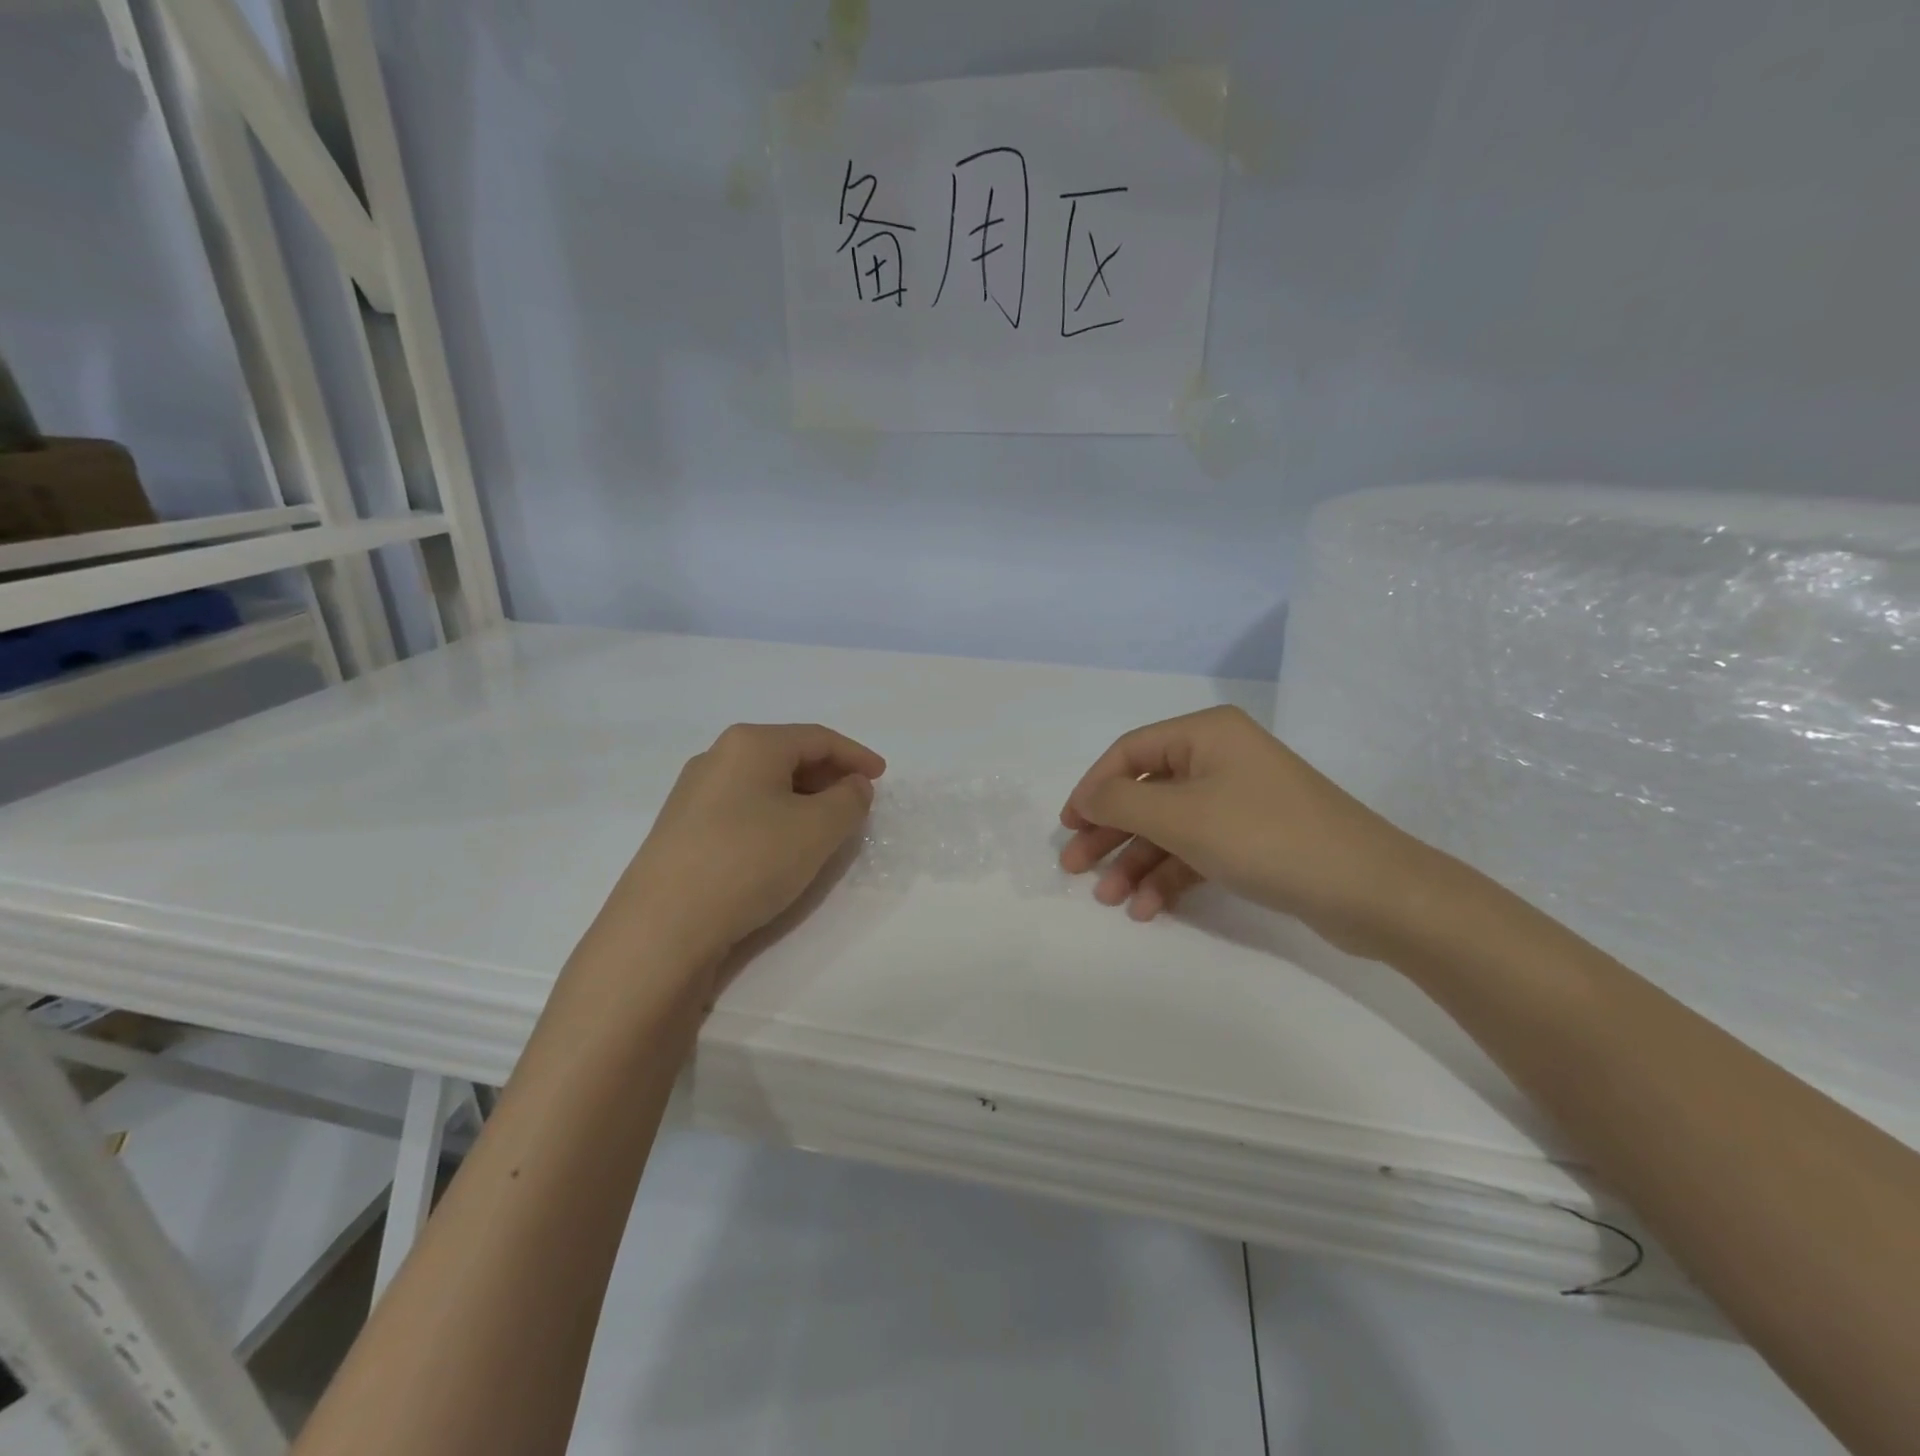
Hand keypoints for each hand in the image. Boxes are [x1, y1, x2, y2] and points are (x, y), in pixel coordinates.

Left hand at [604, 723, 884, 973]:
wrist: (663, 926)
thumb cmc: (750, 861)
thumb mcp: (818, 829)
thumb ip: (849, 800)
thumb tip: (852, 786)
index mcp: (750, 744)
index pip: (817, 738)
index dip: (856, 755)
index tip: (882, 777)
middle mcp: (717, 757)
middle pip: (788, 755)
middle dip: (829, 776)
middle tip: (857, 802)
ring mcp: (694, 793)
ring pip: (764, 783)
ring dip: (803, 799)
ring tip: (826, 827)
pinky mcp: (682, 829)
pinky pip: (743, 808)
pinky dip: (775, 817)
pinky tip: (783, 845)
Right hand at [1059, 705, 1434, 958]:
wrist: (1370, 890)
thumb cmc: (1266, 837)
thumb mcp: (1182, 817)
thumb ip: (1121, 802)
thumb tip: (1086, 797)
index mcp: (1205, 734)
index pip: (1129, 753)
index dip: (1092, 788)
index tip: (1068, 827)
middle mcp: (1221, 758)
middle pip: (1146, 792)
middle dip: (1111, 833)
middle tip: (1076, 868)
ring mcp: (1239, 799)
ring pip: (1170, 826)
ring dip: (1137, 862)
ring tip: (1110, 900)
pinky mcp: (1254, 837)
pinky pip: (1197, 849)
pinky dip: (1171, 875)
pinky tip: (1148, 907)